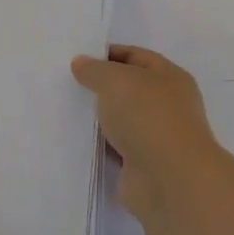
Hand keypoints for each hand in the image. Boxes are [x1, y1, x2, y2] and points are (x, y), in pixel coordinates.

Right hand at [72, 45, 221, 220]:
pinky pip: (115, 148)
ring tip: (64, 110)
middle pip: (128, 89)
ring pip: (120, 120)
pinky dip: (99, 145)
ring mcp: (156, 137)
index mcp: (169, 77)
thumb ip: (95, 70)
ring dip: (98, 118)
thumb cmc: (147, 117)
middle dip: (100, 87)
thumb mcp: (115, 80)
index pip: (136, 56)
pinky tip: (75, 140)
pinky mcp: (142, 165)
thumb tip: (81, 63)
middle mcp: (167, 105)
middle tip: (66, 84)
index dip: (108, 55)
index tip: (77, 60)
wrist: (169, 179)